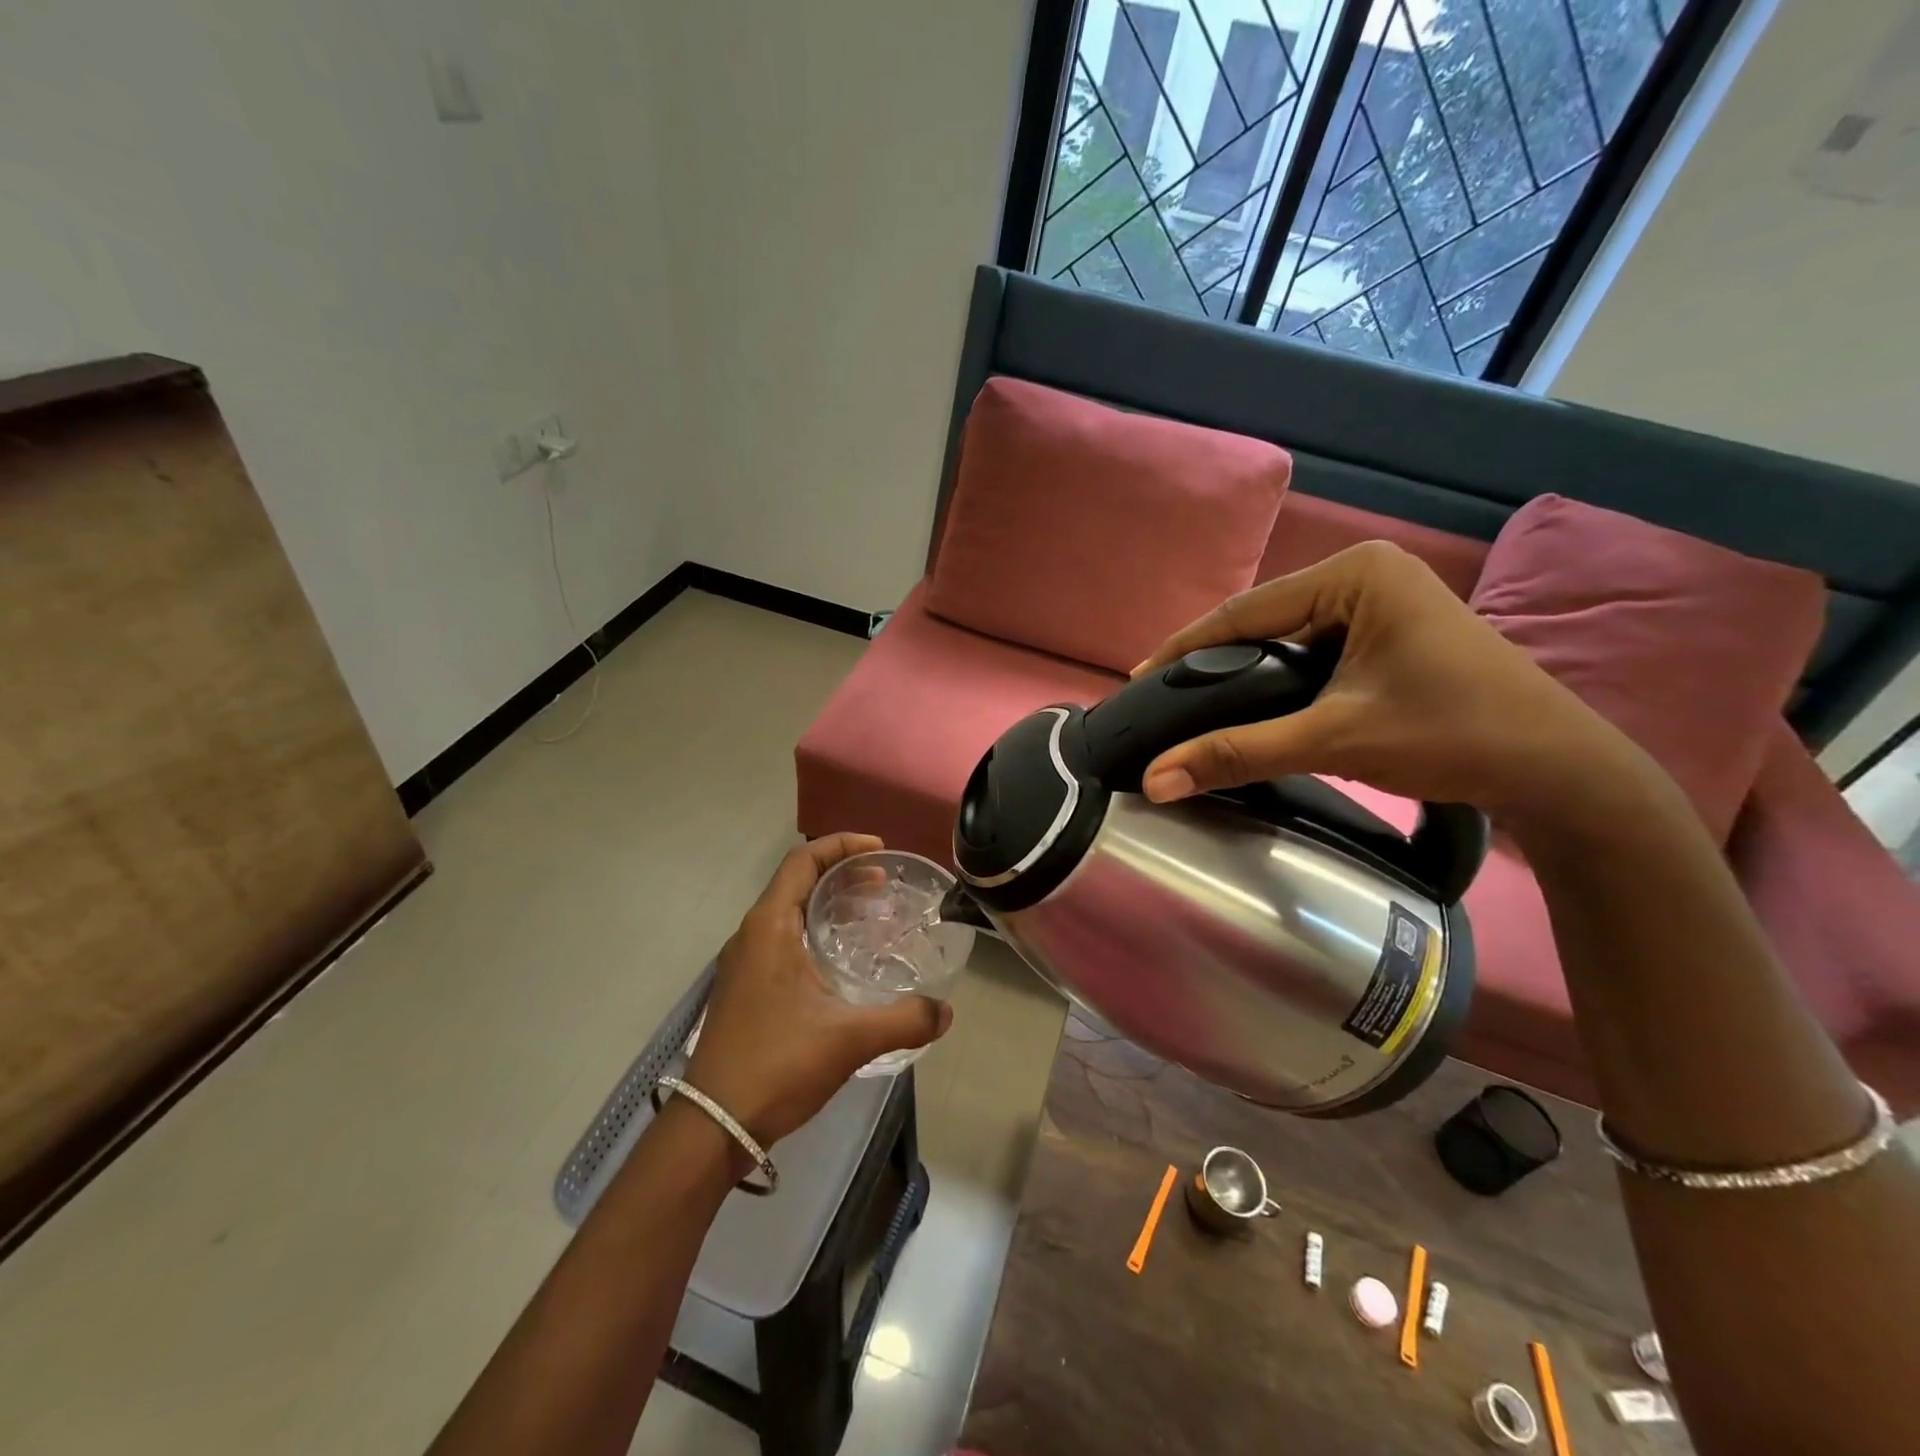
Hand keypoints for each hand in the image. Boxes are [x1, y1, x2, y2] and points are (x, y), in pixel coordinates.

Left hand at [685, 834, 952, 1147]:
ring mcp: (744, 963)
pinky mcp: (745, 988)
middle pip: (797, 882)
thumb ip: (905, 1020)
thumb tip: (947, 1012)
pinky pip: (782, 940)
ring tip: (870, 917)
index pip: (802, 860)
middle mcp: (751, 935)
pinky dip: (815, 932)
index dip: (841, 845)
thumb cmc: (777, 1065)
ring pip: (789, 912)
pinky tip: (842, 962)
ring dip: (828, 905)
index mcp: (769, 927)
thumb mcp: (849, 1039)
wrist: (713, 1125)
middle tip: (884, 886)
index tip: (879, 851)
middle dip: (842, 875)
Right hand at [1134, 542, 1641, 824]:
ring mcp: (1383, 601)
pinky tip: (1255, 705)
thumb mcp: (1333, 739)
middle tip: (1164, 701)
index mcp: (1356, 573)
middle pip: (1264, 622)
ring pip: (1287, 639)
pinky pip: (1314, 653)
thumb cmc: (1452, 735)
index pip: (1246, 611)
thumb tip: (1155, 780)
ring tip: (1197, 706)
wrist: (1558, 771)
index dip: (1184, 649)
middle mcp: (1367, 573)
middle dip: (1214, 663)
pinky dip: (1280, 681)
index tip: (1137, 680)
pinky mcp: (1392, 632)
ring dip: (1246, 675)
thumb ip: (1238, 753)